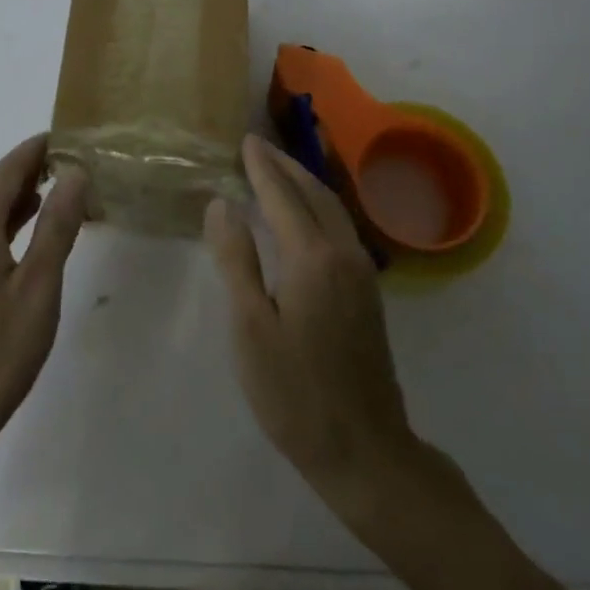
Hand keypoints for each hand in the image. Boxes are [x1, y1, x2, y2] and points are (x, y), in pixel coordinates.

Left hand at [0, 136, 88, 471]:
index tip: (67, 135)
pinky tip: (31, 235)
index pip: (5, 172)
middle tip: (74, 161)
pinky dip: (8, 226)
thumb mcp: (38, 288)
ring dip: (21, 200)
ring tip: (61, 189)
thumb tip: (74, 175)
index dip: (35, 150)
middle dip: (31, 172)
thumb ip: (56, 227)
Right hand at [204, 134, 421, 518]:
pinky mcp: (368, 291)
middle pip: (313, 193)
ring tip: (279, 168)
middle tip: (258, 145)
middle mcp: (343, 253)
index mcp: (312, 257)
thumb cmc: (295, 392)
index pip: (282, 196)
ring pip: (332, 208)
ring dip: (305, 182)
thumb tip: (222, 204)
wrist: (365, 449)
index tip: (244, 140)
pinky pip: (341, 227)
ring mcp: (362, 272)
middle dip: (285, 165)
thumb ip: (236, 260)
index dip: (261, 167)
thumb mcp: (251, 328)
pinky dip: (319, 205)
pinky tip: (306, 214)